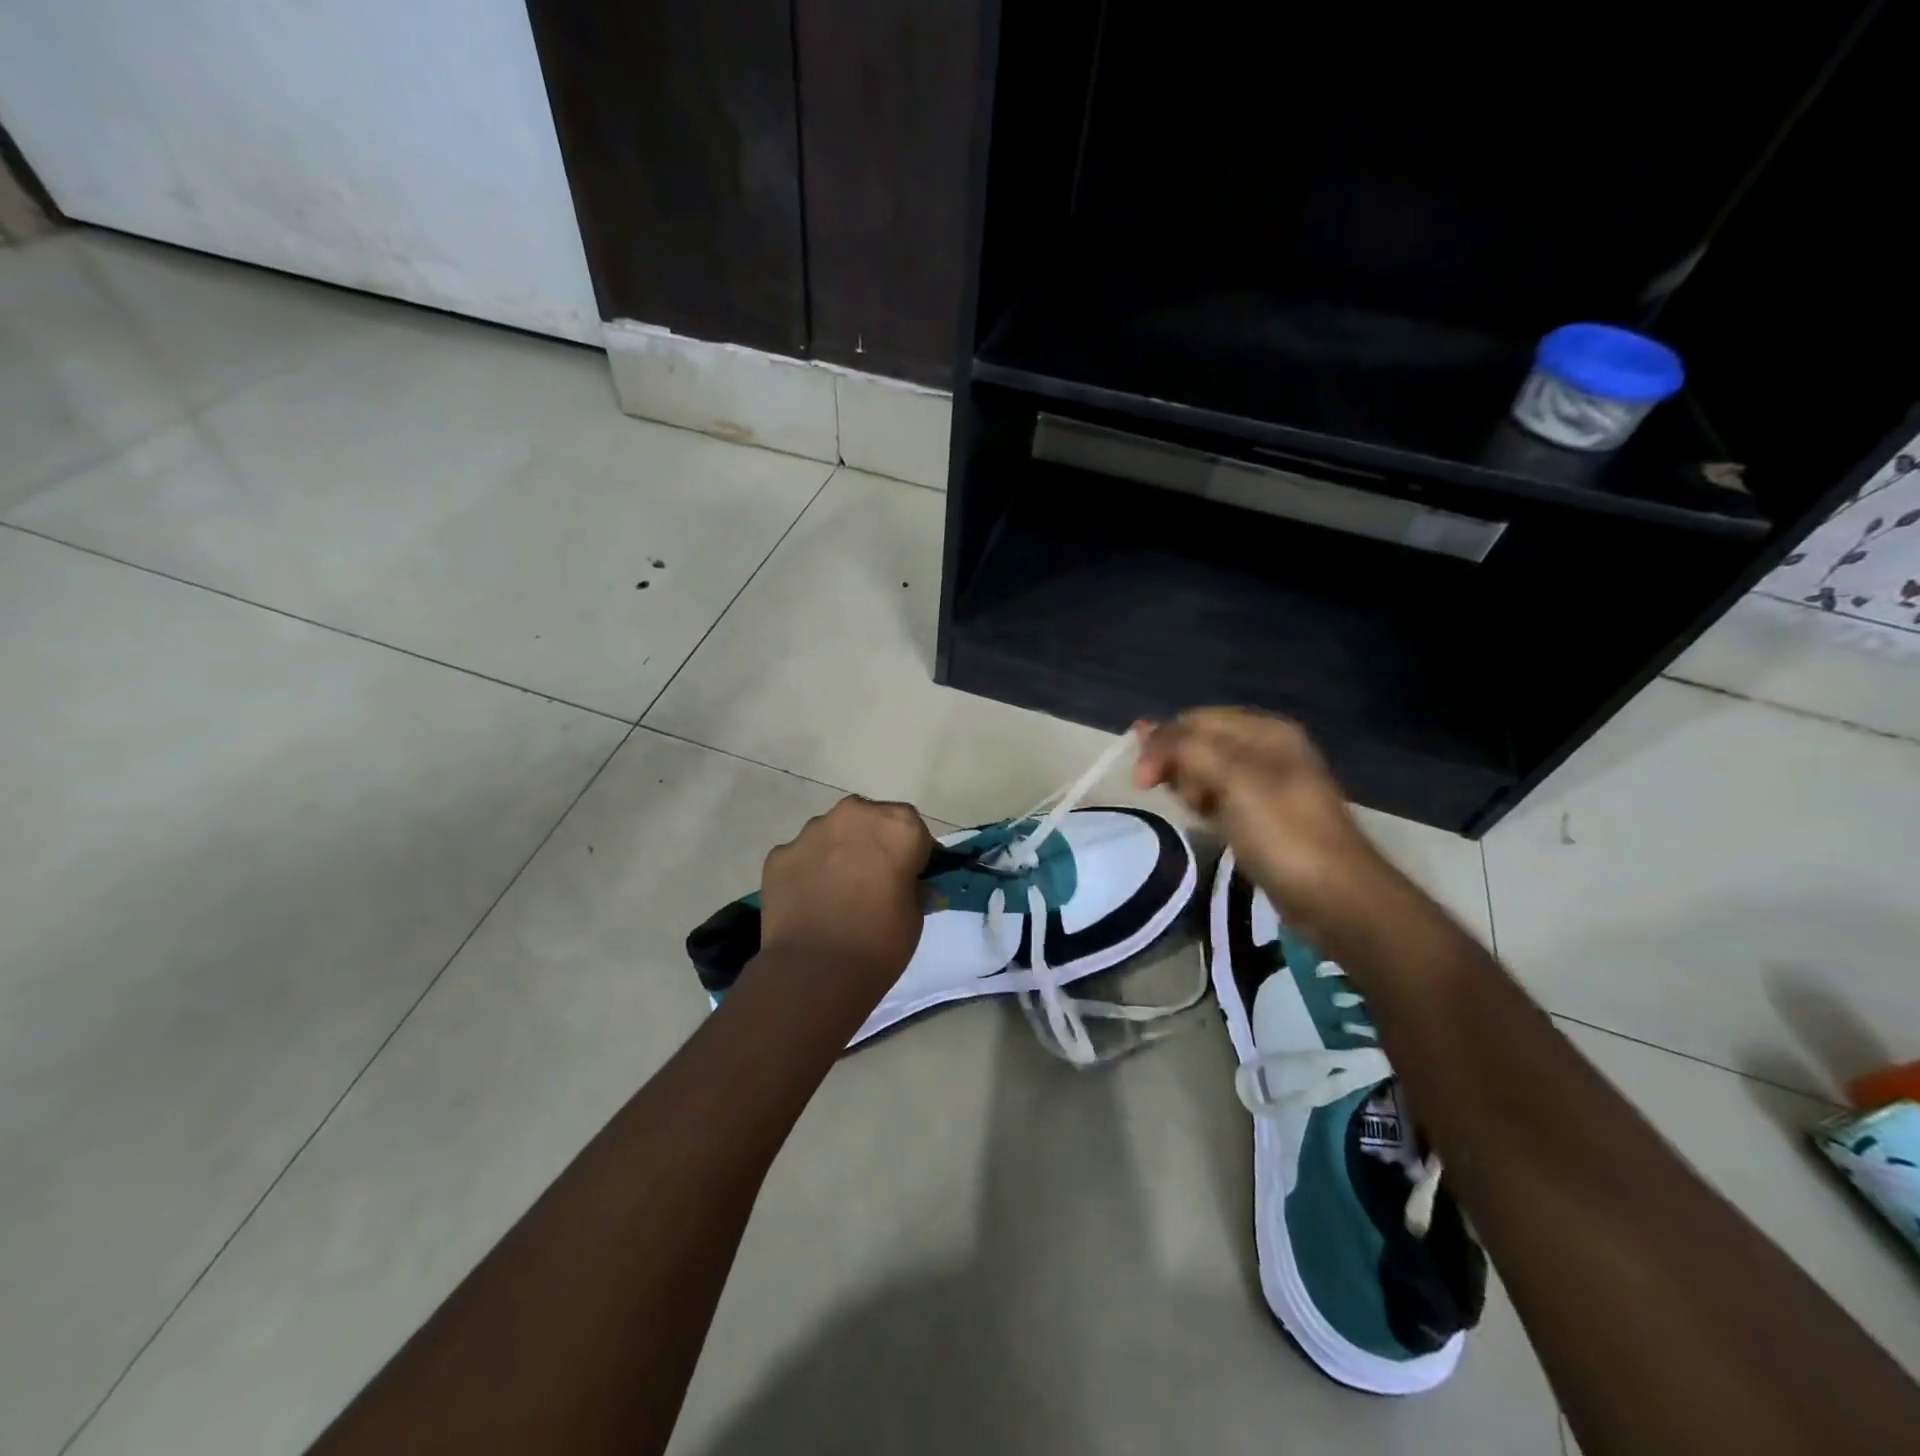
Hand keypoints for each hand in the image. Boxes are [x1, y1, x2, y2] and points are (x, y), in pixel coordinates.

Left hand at [759, 796, 934, 985]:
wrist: (815, 973)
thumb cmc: (880, 942)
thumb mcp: (915, 917)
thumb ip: (915, 889)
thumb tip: (917, 887)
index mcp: (897, 826)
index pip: (913, 829)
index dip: (913, 854)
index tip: (909, 878)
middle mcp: (854, 815)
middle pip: (870, 820)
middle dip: (873, 843)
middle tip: (873, 880)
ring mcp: (811, 831)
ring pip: (832, 833)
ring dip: (838, 852)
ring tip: (836, 893)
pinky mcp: (779, 853)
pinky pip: (802, 856)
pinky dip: (808, 871)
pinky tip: (809, 902)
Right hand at [1134, 709, 1388, 934]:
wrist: (1333, 895)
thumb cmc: (1282, 831)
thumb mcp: (1232, 779)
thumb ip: (1186, 750)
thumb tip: (1144, 731)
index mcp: (1264, 730)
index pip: (1194, 720)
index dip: (1163, 742)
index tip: (1142, 780)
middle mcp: (1263, 748)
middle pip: (1198, 742)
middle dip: (1175, 763)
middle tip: (1173, 796)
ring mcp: (1263, 783)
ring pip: (1204, 770)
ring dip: (1187, 785)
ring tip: (1193, 809)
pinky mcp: (1258, 814)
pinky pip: (1216, 796)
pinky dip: (1201, 802)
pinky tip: (1200, 817)